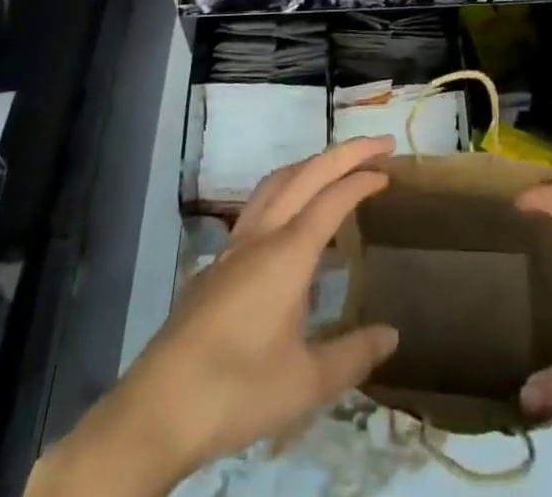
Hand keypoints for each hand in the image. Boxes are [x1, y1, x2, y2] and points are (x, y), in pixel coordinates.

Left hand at [30, 138, 399, 496]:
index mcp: (287, 253)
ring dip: (311, 165)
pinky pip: (260, 204)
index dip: (362, 179)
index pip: (332, 199)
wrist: (159, 407)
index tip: (388, 169)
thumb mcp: (305, 383)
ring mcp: (235, 245)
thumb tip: (392, 335)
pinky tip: (294, 219)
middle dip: (344, 153)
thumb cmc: (237, 390)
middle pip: (306, 174)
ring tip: (338, 167)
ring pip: (277, 182)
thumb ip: (353, 355)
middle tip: (379, 144)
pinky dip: (287, 190)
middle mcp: (261, 235)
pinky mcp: (218, 262)